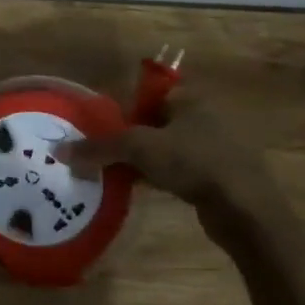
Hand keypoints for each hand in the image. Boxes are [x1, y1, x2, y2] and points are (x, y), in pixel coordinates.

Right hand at [66, 90, 280, 224]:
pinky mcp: (220, 176)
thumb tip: (59, 151)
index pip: (148, 94)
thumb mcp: (138, 148)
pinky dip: (161, 176)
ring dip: (144, 160)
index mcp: (190, 100)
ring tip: (118, 172)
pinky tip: (144, 189)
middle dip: (130, 137)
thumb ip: (98, 147)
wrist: (246, 210)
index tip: (102, 128)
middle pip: (155, 122)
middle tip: (104, 152)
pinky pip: (181, 169)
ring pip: (167, 147)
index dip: (123, 109)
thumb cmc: (193, 163)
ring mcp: (216, 148)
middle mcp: (205, 117)